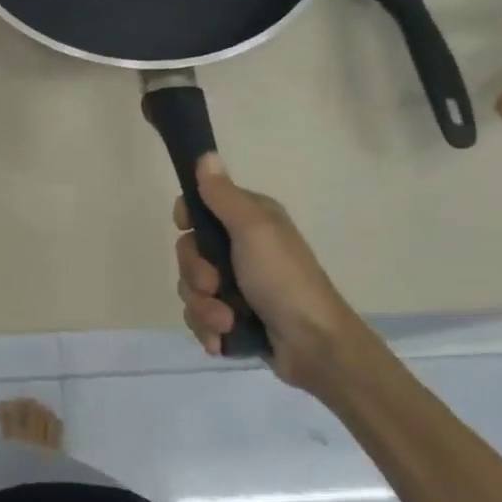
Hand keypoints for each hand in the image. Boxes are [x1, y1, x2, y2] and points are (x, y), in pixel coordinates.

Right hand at [173, 155, 385, 401]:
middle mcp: (241, 249)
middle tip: (216, 286)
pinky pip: (199, 317)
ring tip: (226, 322)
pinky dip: (208, 329)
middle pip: (189, 253)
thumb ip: (223, 196)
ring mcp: (236, 286)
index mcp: (249, 221)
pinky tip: (222, 339)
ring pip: (190, 289)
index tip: (187, 228)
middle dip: (195, 276)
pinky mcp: (233, 318)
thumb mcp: (254, 230)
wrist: (315, 345)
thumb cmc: (284, 280)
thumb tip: (205, 155)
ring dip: (203, 308)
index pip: (199, 208)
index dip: (188, 219)